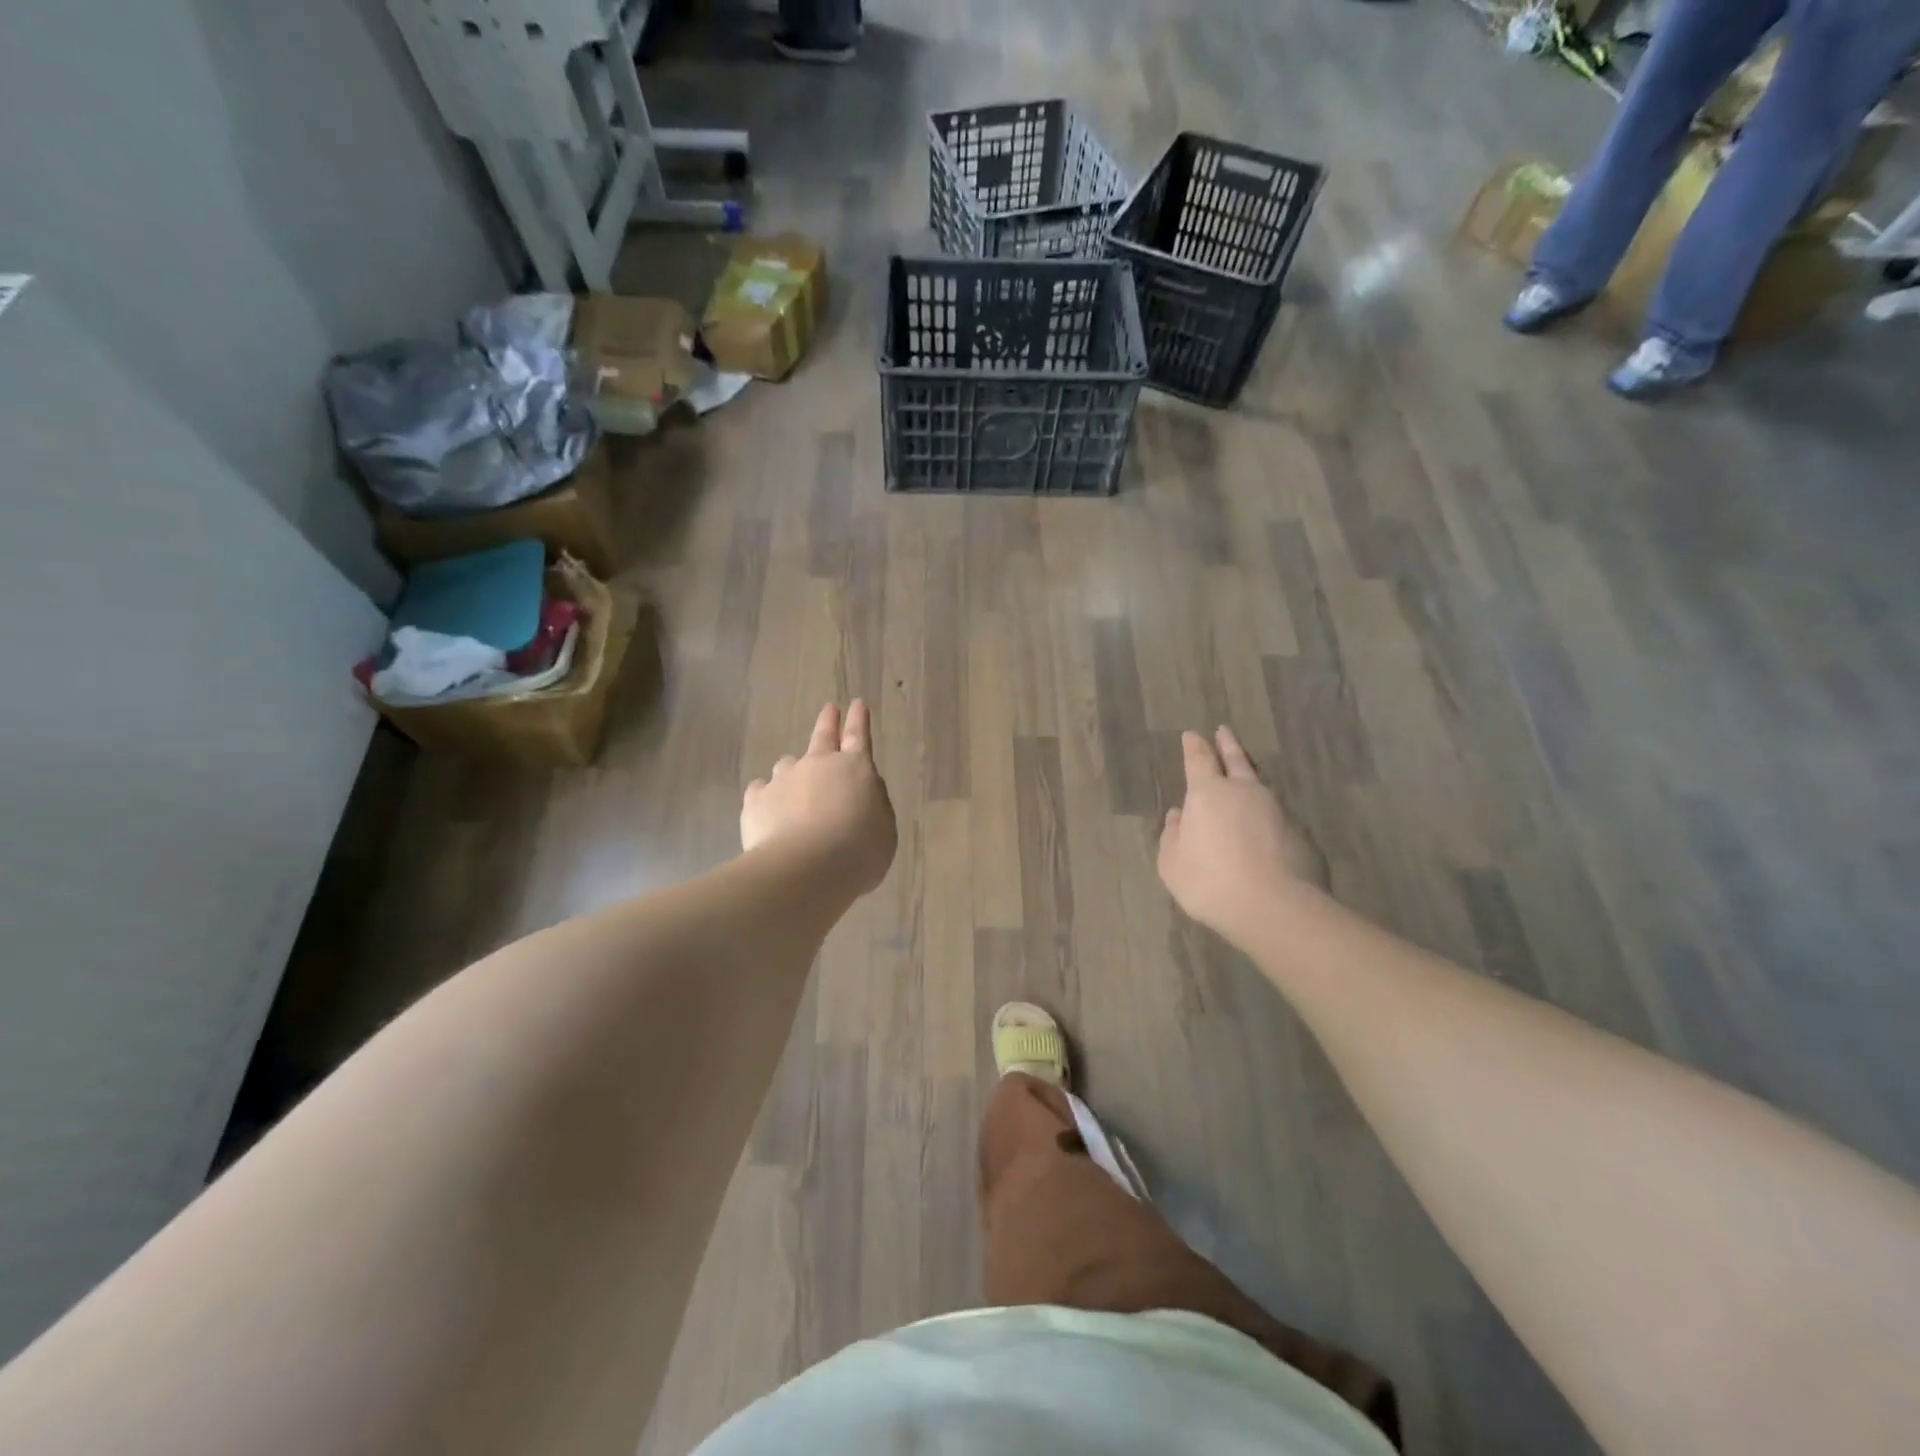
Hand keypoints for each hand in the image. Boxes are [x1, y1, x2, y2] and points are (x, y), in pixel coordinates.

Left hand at [742, 701, 897, 895]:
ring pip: (788, 764)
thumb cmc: (858, 851)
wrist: (806, 869)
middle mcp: (818, 765)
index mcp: (855, 768)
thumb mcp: (884, 829)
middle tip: (829, 710)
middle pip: (823, 736)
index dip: (859, 720)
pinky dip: (766, 796)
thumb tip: (862, 792)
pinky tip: (768, 809)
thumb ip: (875, 805)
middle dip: (828, 722)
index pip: (859, 736)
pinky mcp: (756, 800)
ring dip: (794, 771)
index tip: (857, 703)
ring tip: (795, 790)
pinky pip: (760, 790)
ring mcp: (784, 779)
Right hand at [1157, 727, 1327, 942]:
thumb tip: (1178, 816)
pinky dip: (1267, 816)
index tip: (1191, 734)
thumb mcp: (1172, 863)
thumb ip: (1172, 836)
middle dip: (1228, 745)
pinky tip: (1265, 828)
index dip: (1194, 746)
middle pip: (1236, 761)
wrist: (1274, 908)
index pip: (1199, 760)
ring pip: (1260, 786)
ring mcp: (1277, 810)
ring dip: (1250, 778)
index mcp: (1208, 793)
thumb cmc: (1209, 881)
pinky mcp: (1300, 834)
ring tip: (1245, 776)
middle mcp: (1244, 792)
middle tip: (1224, 731)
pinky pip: (1278, 816)